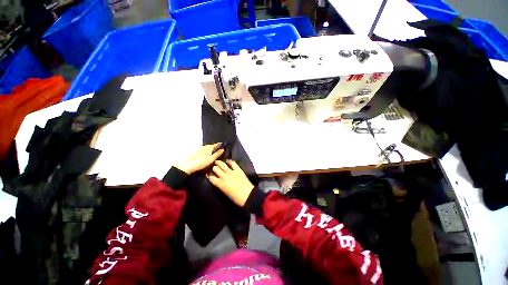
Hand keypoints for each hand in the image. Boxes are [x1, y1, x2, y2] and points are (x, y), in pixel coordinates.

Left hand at [175, 143, 223, 173]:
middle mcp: (204, 146)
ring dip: (210, 149)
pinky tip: (206, 155)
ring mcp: (199, 149)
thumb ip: (217, 154)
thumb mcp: (211, 159)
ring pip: (207, 147)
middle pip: (211, 145)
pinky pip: (203, 150)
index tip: (223, 144)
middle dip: (215, 146)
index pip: (216, 144)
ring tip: (213, 152)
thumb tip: (222, 150)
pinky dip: (206, 151)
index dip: (220, 144)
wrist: (188, 166)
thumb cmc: (200, 162)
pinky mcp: (196, 152)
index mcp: (209, 147)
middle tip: (219, 149)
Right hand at [208, 160, 253, 206]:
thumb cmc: (236, 198)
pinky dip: (229, 161)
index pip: (211, 178)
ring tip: (217, 161)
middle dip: (214, 168)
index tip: (209, 174)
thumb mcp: (225, 193)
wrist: (247, 195)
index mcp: (220, 184)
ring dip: (219, 163)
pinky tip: (228, 161)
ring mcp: (231, 172)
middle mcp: (224, 176)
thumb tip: (218, 182)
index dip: (209, 176)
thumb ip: (220, 186)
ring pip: (222, 164)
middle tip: (214, 168)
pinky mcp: (238, 169)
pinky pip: (233, 163)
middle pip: (216, 169)